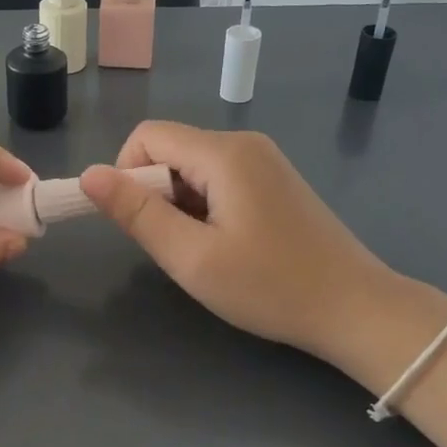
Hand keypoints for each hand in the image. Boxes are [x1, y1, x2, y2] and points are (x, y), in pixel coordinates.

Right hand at [81, 123, 432, 377]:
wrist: (357, 309)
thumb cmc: (271, 287)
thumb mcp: (192, 257)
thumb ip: (137, 213)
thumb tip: (89, 174)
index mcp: (224, 153)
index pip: (147, 136)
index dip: (126, 174)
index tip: (138, 224)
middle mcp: (244, 143)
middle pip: (171, 150)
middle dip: (155, 193)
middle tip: (177, 247)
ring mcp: (265, 160)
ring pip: (193, 167)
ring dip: (181, 204)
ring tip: (205, 251)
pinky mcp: (275, 180)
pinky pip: (220, 178)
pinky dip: (206, 206)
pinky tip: (228, 245)